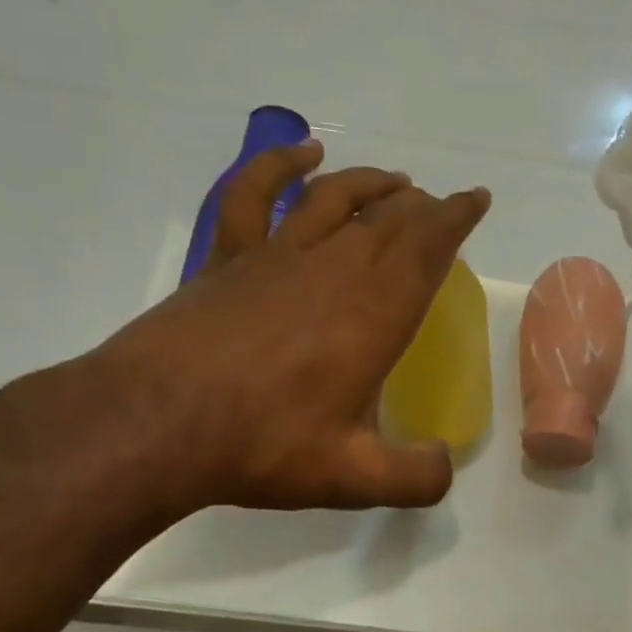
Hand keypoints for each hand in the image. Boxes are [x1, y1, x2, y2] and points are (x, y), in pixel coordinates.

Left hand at [89, 140, 489, 512]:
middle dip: (421, 207)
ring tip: (395, 181)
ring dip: (370, 184)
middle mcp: (333, 269)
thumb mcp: (354, 478)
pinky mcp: (227, 258)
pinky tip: (302, 153)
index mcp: (375, 313)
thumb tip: (443, 464)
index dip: (457, 218)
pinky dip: (280, 165)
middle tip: (438, 208)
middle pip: (388, 219)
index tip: (475, 199)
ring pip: (335, 198)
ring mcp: (276, 256)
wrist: (156, 424)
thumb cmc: (264, 446)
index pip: (429, 247)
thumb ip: (415, 477)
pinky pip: (255, 194)